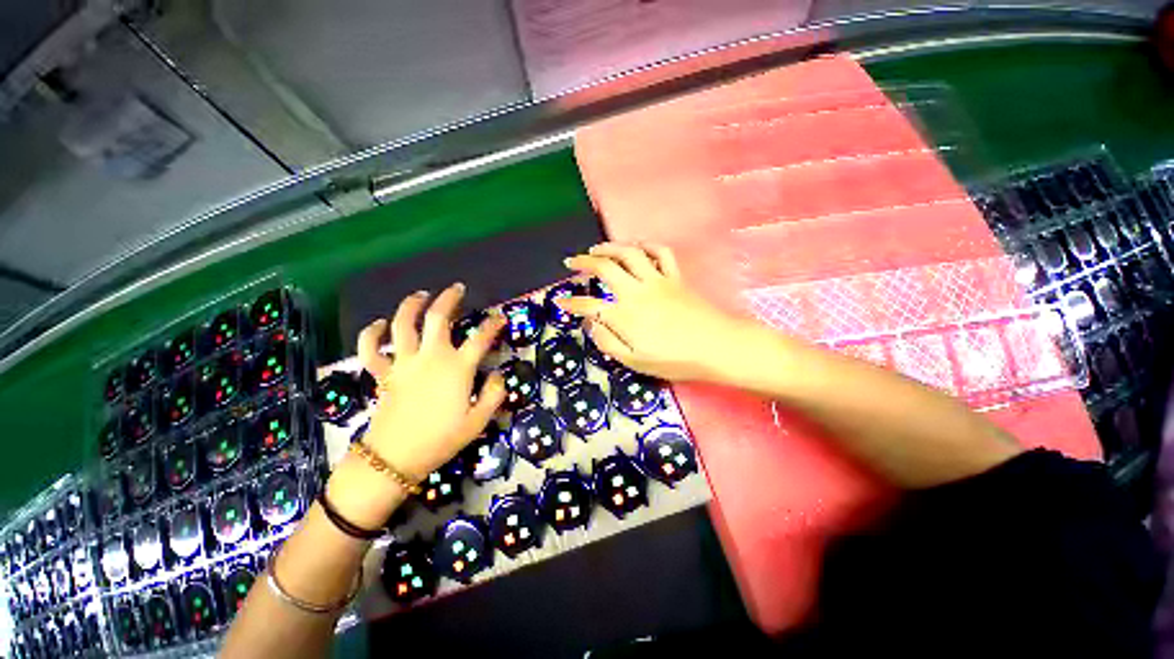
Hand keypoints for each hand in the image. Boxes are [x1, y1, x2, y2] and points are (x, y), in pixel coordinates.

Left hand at [358, 283, 506, 476]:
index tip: (500, 317)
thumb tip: (498, 375)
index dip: (493, 325)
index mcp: (457, 368)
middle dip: (448, 298)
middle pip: (437, 318)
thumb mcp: (479, 421)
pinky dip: (371, 334)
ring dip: (411, 305)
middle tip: (457, 288)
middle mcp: (430, 357)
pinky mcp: (382, 374)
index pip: (480, 338)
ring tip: (420, 294)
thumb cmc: (441, 440)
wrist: (395, 459)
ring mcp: (403, 363)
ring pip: (402, 324)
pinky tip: (379, 325)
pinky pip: (370, 349)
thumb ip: (494, 394)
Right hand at [559, 243, 757, 383]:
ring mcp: (657, 280)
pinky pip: (661, 253)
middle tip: (571, 262)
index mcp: (624, 314)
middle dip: (584, 262)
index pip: (589, 305)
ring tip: (597, 249)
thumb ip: (608, 342)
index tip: (560, 301)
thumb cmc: (675, 359)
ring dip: (610, 247)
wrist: (717, 347)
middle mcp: (636, 291)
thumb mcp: (635, 361)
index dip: (571, 303)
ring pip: (629, 253)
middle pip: (605, 268)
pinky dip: (647, 246)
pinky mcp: (675, 277)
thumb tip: (591, 324)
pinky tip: (638, 248)